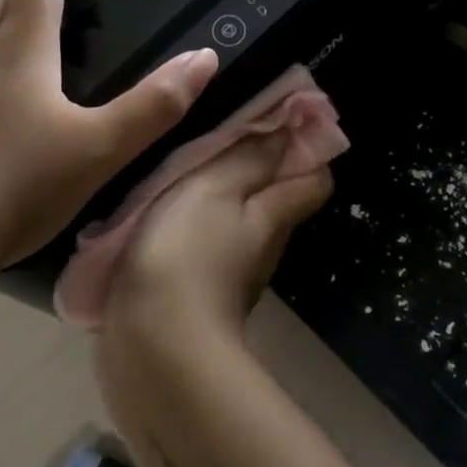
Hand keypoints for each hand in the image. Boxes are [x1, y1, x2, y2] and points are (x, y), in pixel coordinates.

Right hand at [106, 131, 332, 338]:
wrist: (153, 347)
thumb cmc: (187, 254)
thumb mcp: (216, 189)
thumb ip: (250, 158)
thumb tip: (290, 128)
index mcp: (275, 215)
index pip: (314, 178)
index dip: (304, 147)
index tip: (274, 119)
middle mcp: (262, 246)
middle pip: (274, 199)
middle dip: (255, 166)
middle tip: (214, 134)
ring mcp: (229, 274)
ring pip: (234, 223)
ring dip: (216, 197)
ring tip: (179, 167)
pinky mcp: (194, 295)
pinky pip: (201, 248)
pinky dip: (190, 227)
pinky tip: (157, 213)